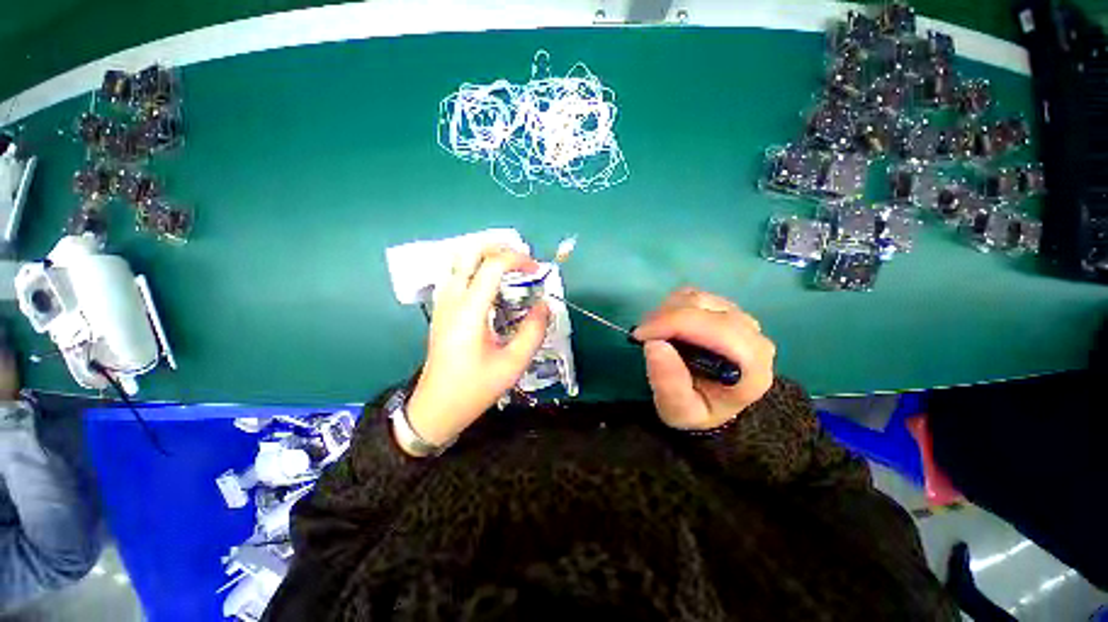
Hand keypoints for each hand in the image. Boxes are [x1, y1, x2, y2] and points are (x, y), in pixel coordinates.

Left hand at [406, 247, 549, 447]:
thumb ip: (533, 331)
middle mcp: (452, 300)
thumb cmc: (475, 388)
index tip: (536, 270)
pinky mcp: (441, 310)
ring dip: (486, 256)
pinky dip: (476, 268)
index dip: (517, 259)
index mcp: (469, 311)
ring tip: (510, 268)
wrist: (436, 407)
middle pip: (469, 252)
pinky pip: (456, 275)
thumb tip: (545, 305)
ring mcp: (443, 303)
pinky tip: (492, 285)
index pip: (492, 266)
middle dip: (499, 248)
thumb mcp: (513, 364)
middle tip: (522, 261)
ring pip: (459, 260)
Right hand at [633, 288, 774, 430]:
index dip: (673, 324)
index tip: (642, 336)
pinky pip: (694, 294)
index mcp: (752, 366)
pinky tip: (667, 325)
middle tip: (643, 336)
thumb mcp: (679, 410)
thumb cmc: (697, 409)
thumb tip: (654, 344)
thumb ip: (668, 383)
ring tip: (655, 333)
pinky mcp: (726, 308)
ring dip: (666, 311)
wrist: (713, 401)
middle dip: (665, 317)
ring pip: (697, 297)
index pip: (716, 329)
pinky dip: (673, 305)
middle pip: (704, 308)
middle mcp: (753, 336)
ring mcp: (741, 318)